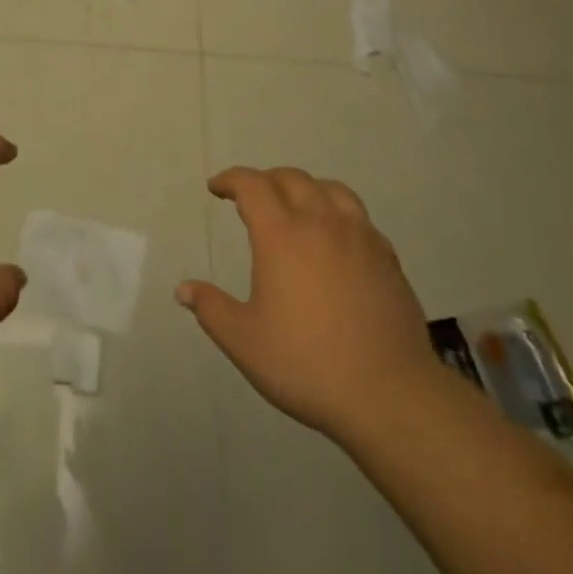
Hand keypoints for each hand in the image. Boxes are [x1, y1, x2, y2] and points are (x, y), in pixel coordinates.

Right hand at [178, 166, 437, 444]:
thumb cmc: (307, 364)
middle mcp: (321, 222)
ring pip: (330, 189)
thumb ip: (211, 309)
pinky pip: (358, 216)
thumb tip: (183, 289)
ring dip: (306, 188)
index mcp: (282, 234)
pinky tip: (335, 239)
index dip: (231, 180)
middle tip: (251, 198)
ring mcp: (359, 236)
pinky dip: (338, 213)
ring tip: (296, 206)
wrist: (389, 395)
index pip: (252, 185)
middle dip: (265, 180)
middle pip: (291, 178)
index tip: (217, 188)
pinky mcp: (387, 256)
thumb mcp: (245, 342)